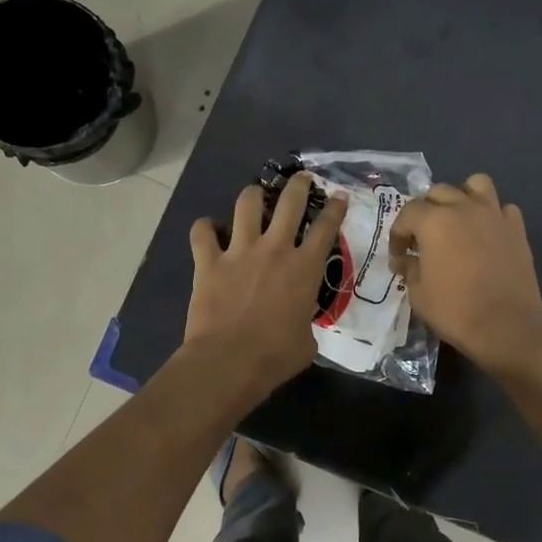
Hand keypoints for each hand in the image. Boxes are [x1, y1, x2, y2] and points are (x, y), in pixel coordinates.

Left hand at [185, 173, 346, 397]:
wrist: (228, 362)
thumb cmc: (275, 357)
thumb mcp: (307, 341)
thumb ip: (306, 321)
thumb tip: (299, 323)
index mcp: (305, 268)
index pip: (326, 226)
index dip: (335, 207)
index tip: (339, 196)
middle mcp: (275, 249)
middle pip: (290, 201)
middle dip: (298, 184)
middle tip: (302, 179)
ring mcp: (239, 251)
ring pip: (247, 203)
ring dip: (254, 195)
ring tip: (256, 196)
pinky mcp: (208, 261)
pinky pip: (202, 232)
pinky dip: (206, 228)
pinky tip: (209, 231)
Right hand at [390, 174, 541, 371]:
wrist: (506, 325)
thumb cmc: (455, 310)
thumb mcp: (418, 294)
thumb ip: (410, 268)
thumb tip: (406, 259)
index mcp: (434, 221)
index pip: (407, 213)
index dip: (398, 235)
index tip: (399, 256)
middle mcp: (463, 208)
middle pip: (439, 192)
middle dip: (426, 212)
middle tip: (424, 239)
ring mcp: (494, 215)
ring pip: (476, 185)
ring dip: (462, 198)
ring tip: (458, 221)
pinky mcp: (517, 229)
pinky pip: (503, 208)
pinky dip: (492, 216)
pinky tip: (487, 235)